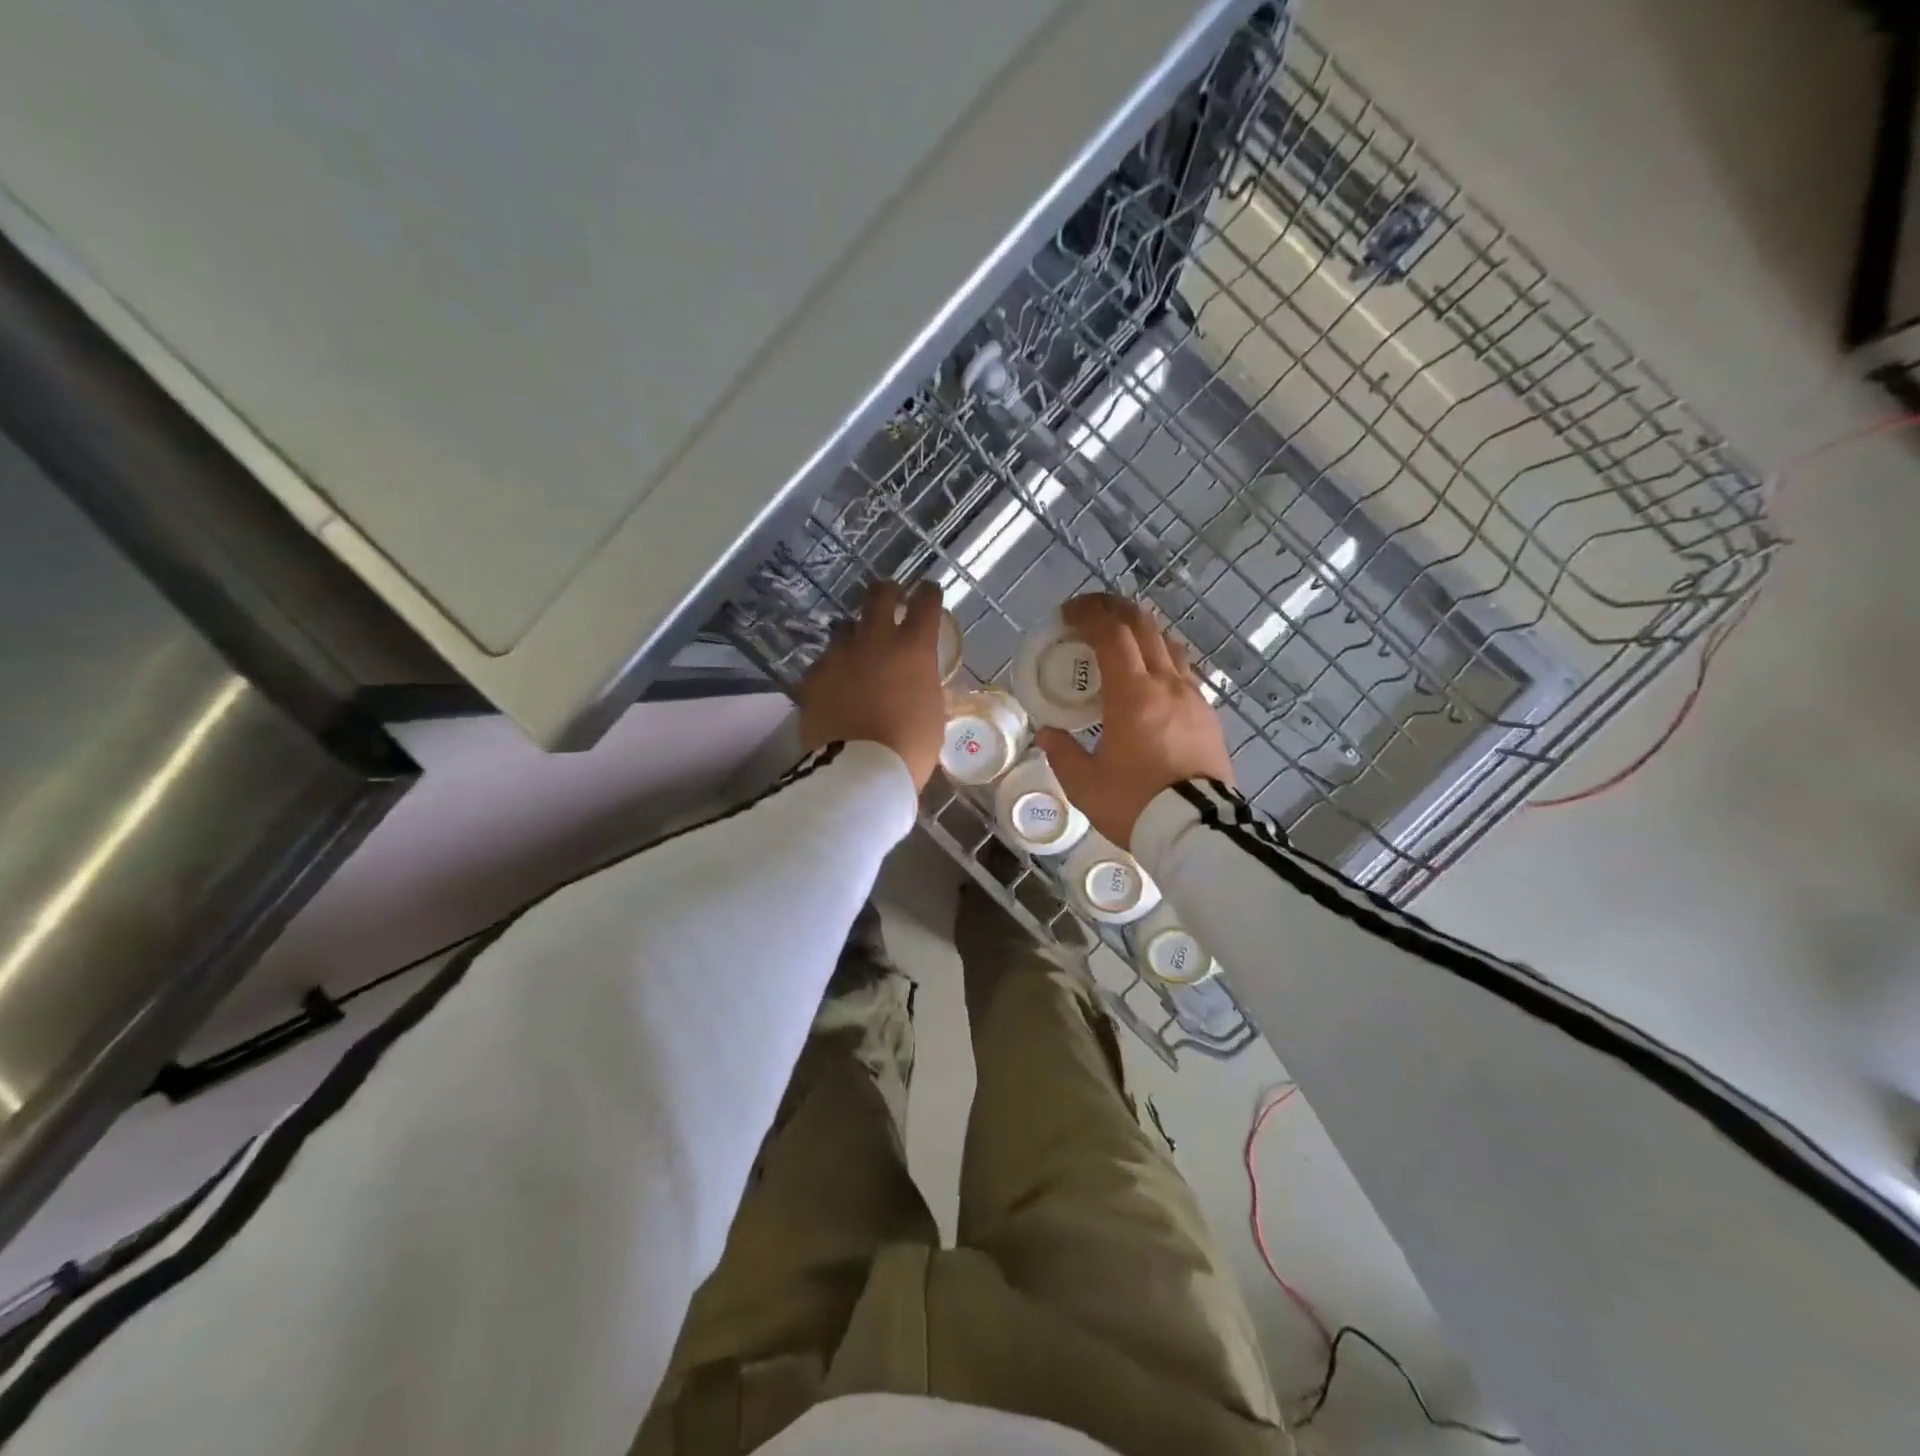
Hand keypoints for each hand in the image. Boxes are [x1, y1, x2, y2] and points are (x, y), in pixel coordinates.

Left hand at [799, 580, 947, 790]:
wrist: (857, 770)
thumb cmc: (909, 748)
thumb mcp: (932, 713)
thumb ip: (924, 685)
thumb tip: (917, 679)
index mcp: (913, 648)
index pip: (926, 602)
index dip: (928, 594)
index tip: (928, 592)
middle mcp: (875, 640)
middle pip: (879, 594)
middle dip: (888, 591)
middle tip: (891, 598)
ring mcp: (839, 655)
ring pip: (845, 628)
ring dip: (855, 635)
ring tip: (857, 653)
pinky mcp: (813, 676)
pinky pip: (824, 662)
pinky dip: (833, 669)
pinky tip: (835, 686)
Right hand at [1035, 594, 1234, 848]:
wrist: (1197, 831)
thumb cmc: (1135, 804)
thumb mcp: (1084, 784)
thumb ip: (1062, 753)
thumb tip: (1049, 734)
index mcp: (1133, 695)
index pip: (1112, 634)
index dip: (1088, 615)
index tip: (1067, 614)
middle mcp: (1167, 685)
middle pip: (1144, 627)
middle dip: (1115, 610)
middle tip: (1090, 613)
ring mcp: (1193, 697)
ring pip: (1169, 645)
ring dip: (1142, 632)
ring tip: (1120, 640)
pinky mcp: (1208, 715)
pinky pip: (1183, 672)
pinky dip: (1161, 659)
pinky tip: (1150, 678)